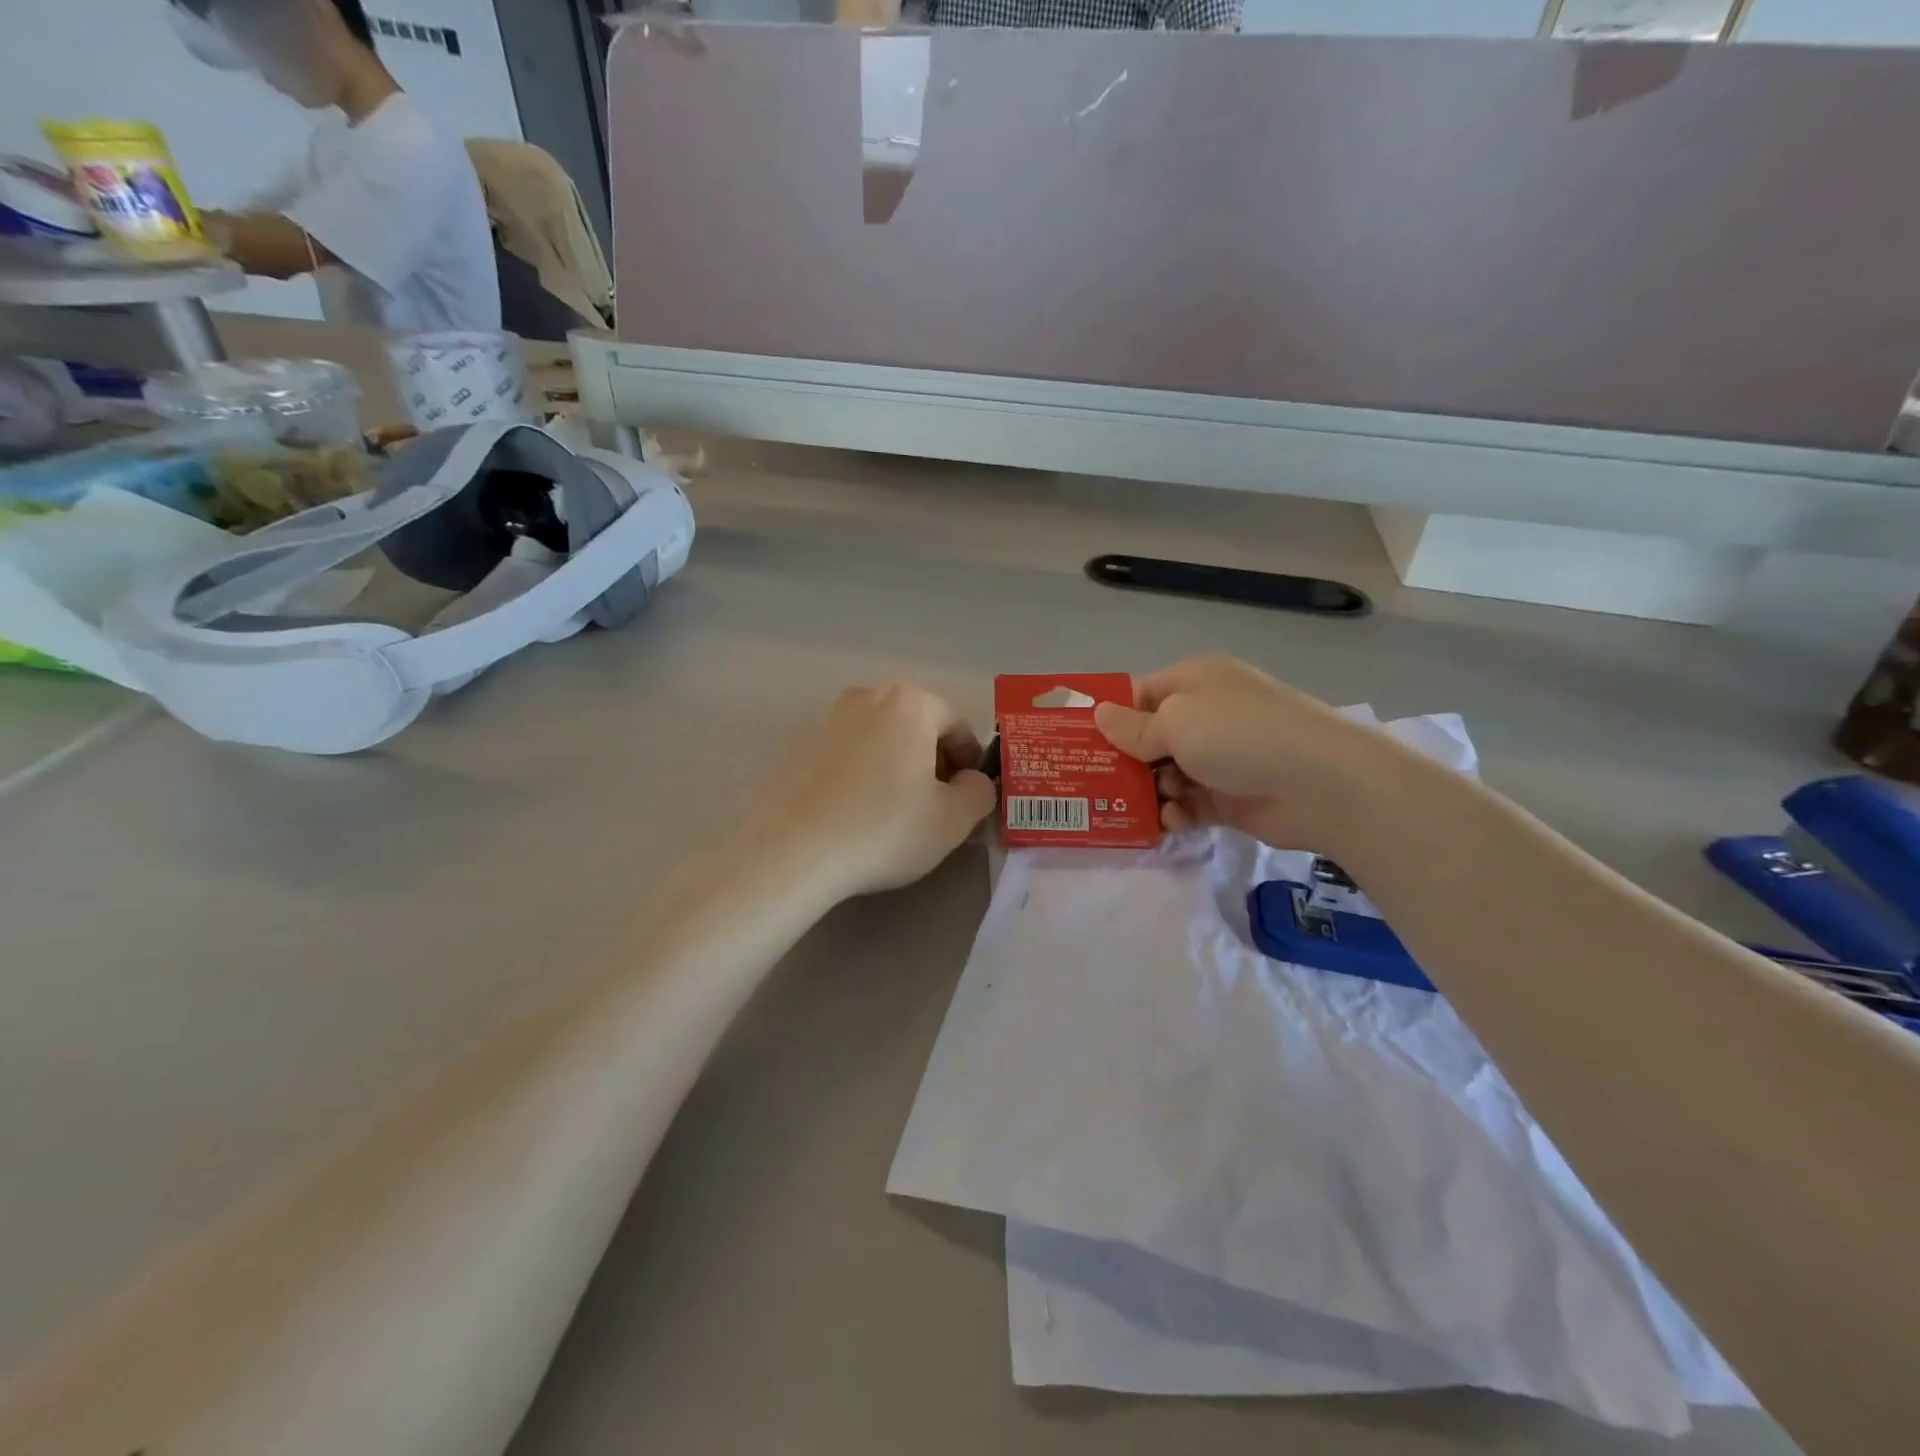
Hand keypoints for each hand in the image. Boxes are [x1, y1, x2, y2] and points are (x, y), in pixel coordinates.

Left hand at [744, 683, 996, 901]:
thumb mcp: (953, 819)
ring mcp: (830, 719)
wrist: (794, 851)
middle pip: (919, 727)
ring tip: (897, 810)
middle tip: (936, 805)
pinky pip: (851, 754)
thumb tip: (971, 781)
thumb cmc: (884, 829)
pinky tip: (860, 811)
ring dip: (899, 766)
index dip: (970, 764)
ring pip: (883, 738)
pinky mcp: (802, 746)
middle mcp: (869, 697)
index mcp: (911, 703)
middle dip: (934, 761)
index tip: (967, 798)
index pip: (958, 727)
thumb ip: (979, 792)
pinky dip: (865, 773)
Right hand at [1093, 655, 1398, 855]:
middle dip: (1125, 760)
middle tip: (1093, 783)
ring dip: (1151, 790)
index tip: (1079, 741)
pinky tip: (1171, 822)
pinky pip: (1191, 803)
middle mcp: (1207, 715)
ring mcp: (1222, 757)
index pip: (1141, 693)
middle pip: (1151, 737)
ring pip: (1168, 774)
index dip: (1111, 715)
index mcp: (1195, 682)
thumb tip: (1099, 715)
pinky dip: (1178, 813)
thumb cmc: (1240, 735)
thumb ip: (1134, 728)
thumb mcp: (1177, 723)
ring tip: (1137, 805)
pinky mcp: (1232, 796)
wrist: (1323, 784)